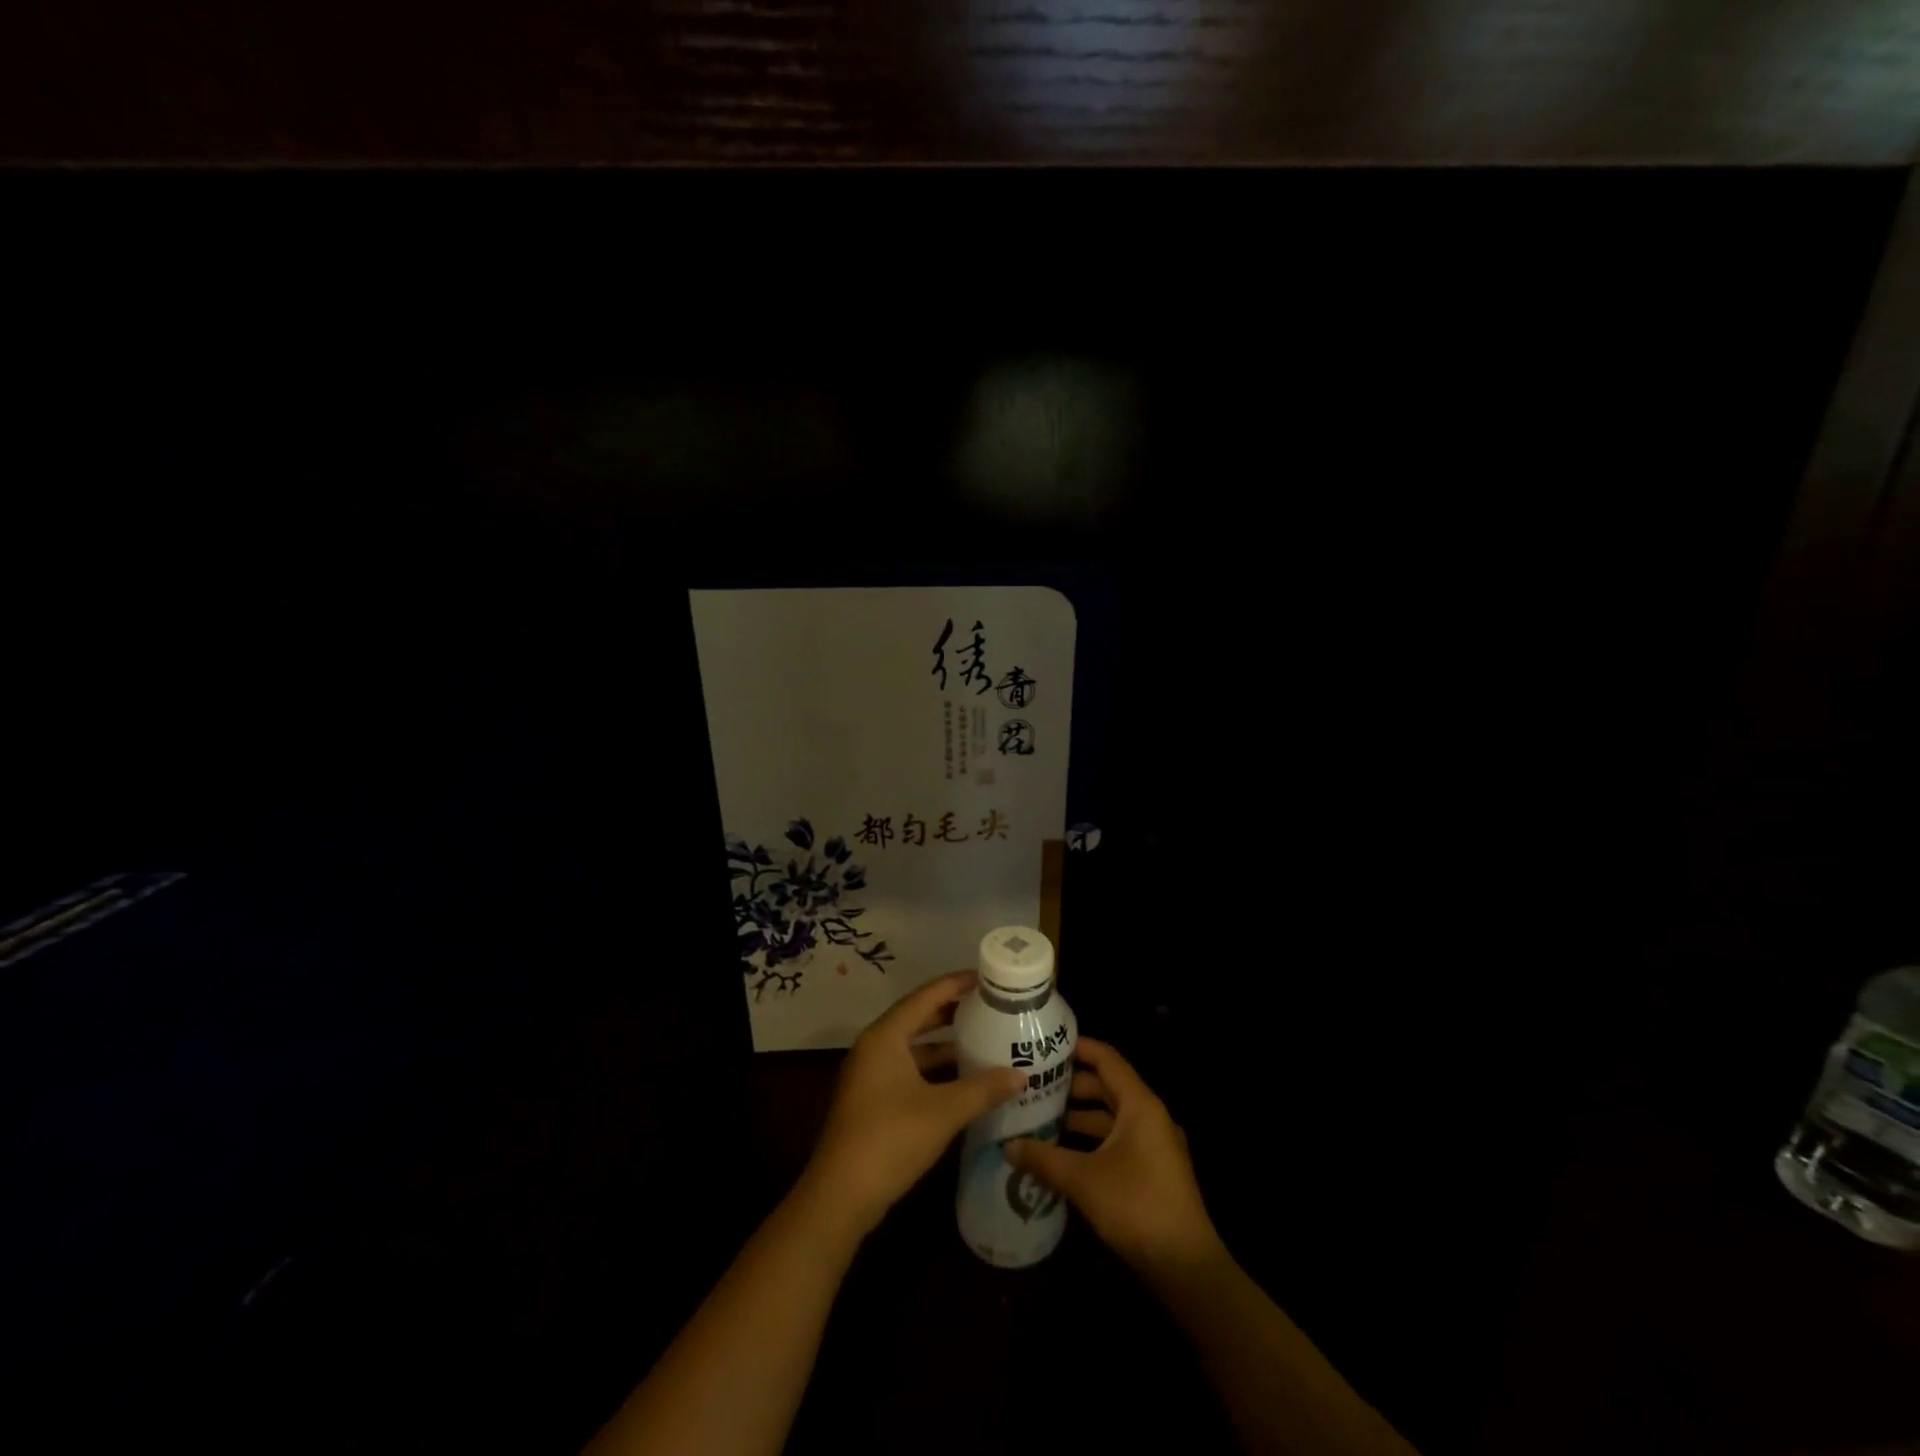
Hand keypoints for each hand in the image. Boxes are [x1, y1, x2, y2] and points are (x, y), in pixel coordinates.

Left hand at [799, 972, 1027, 1239]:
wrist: (841, 1197)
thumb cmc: (890, 1139)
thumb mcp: (943, 1111)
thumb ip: (983, 1089)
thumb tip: (1021, 1075)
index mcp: (885, 1036)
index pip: (925, 996)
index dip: (956, 984)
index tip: (986, 977)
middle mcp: (875, 1047)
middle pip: (918, 1018)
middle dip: (953, 1012)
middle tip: (990, 1006)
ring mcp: (871, 1076)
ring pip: (914, 1048)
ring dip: (946, 1045)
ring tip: (984, 1040)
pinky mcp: (873, 1101)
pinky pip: (910, 1071)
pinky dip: (935, 1070)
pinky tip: (963, 1080)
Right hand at [1006, 1037, 1222, 1276]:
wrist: (1186, 1267)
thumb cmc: (1137, 1206)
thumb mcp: (1083, 1179)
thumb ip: (1044, 1159)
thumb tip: (1008, 1146)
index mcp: (1140, 1105)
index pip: (1107, 1059)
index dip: (1078, 1047)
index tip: (1046, 1046)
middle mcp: (1149, 1116)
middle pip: (1108, 1086)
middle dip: (1072, 1084)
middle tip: (1035, 1084)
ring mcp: (1154, 1144)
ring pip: (1111, 1116)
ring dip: (1080, 1115)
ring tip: (1042, 1117)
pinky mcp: (1153, 1169)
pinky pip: (1117, 1139)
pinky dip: (1092, 1139)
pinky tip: (1064, 1152)